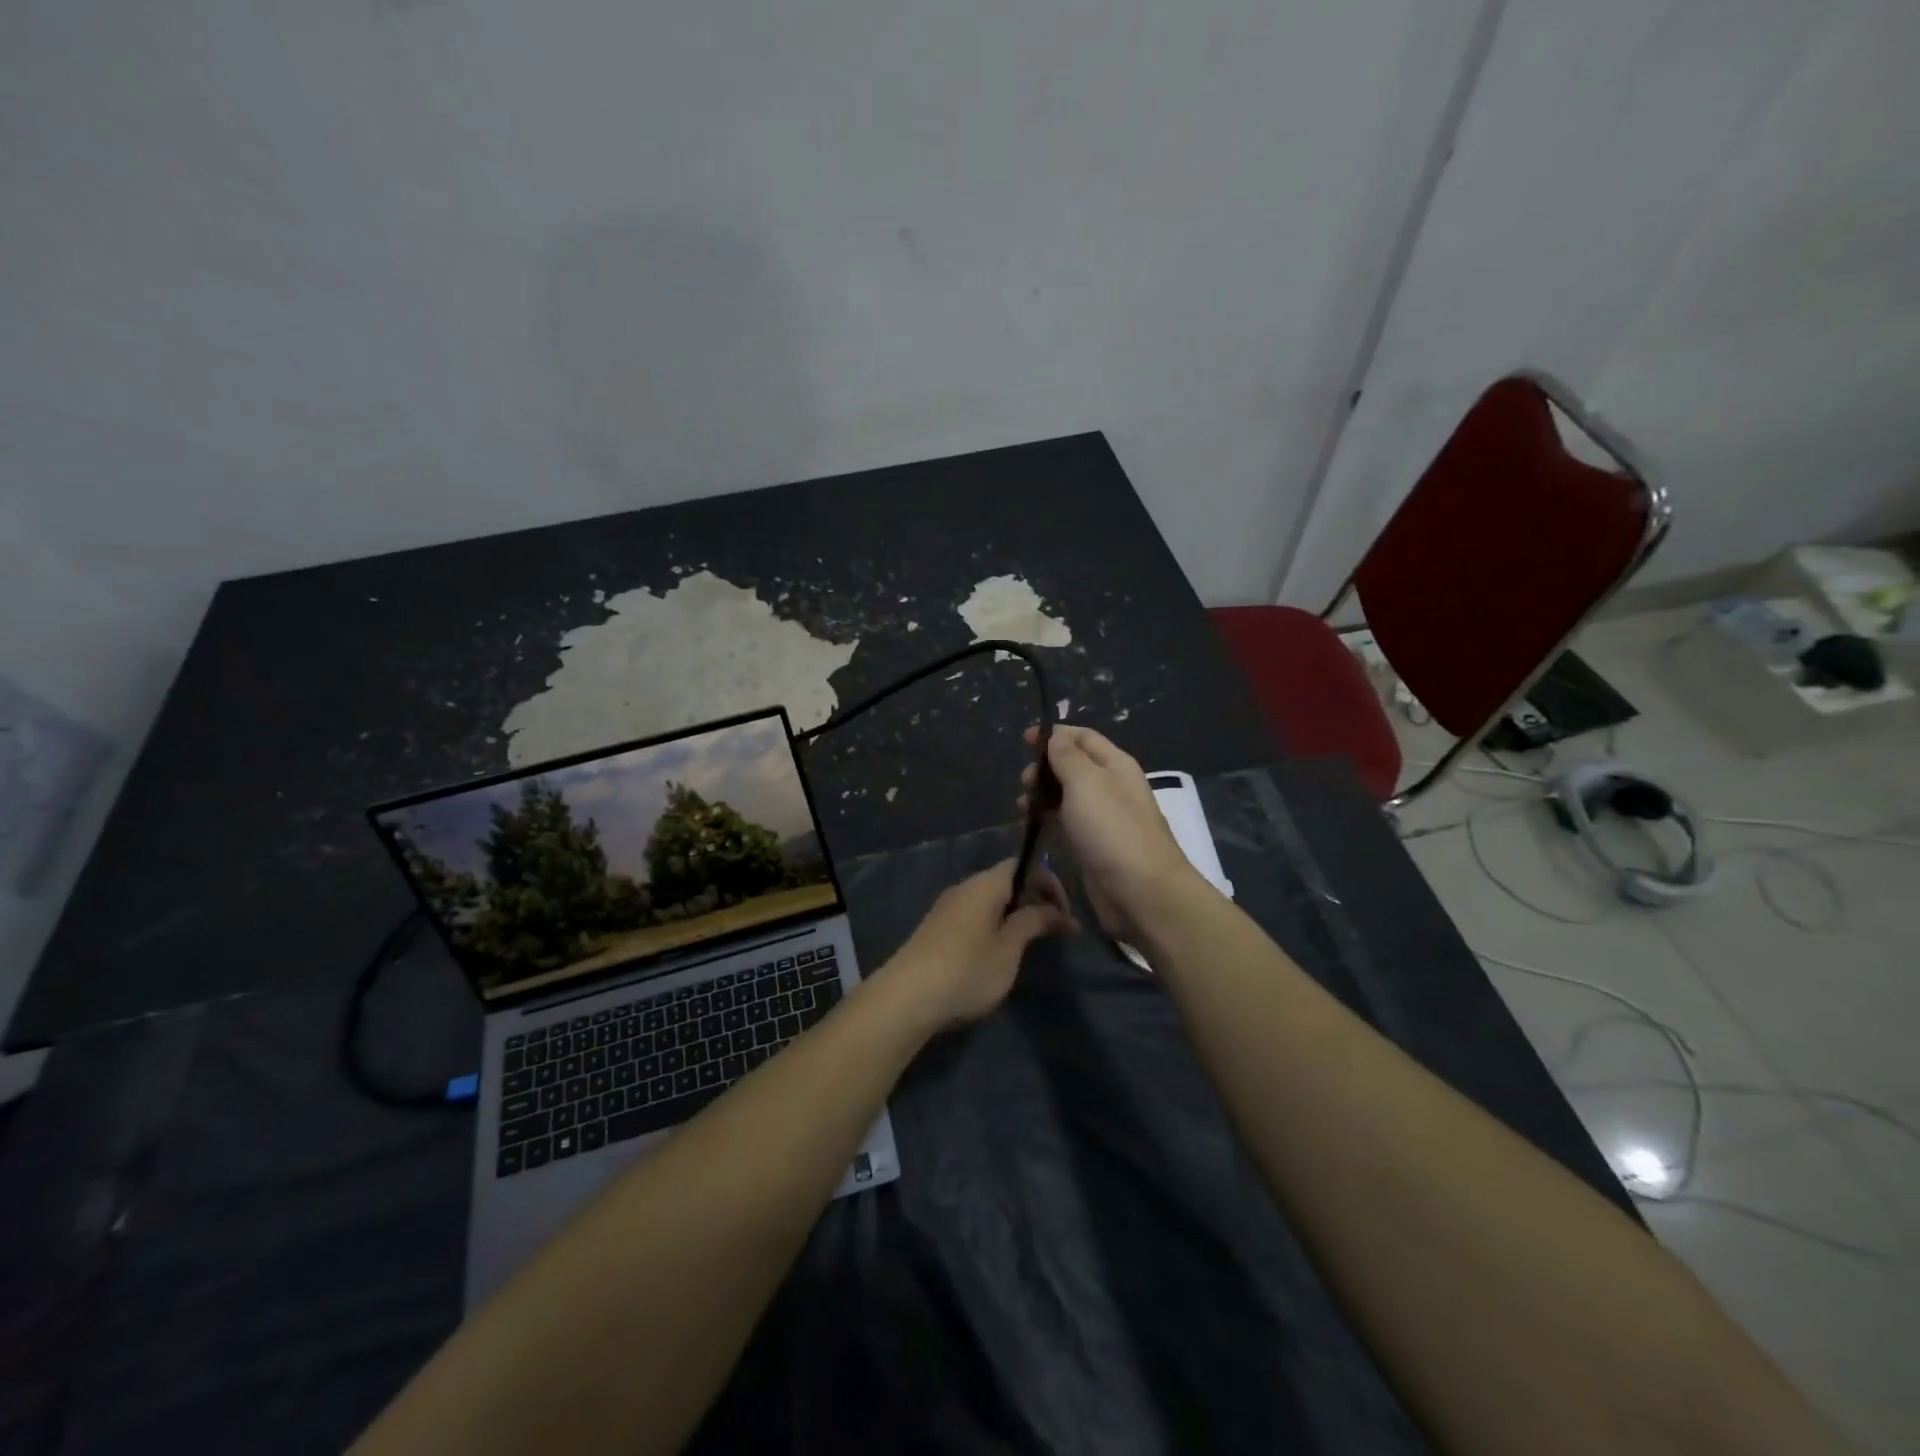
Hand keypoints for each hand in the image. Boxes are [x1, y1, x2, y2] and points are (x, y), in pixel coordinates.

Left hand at [878, 860, 1075, 1028]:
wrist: (906, 999)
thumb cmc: (966, 970)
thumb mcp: (1008, 949)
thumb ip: (1032, 923)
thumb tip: (1058, 911)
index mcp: (984, 885)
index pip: (1021, 865)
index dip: (1048, 882)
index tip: (1064, 914)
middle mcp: (963, 888)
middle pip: (1005, 881)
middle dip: (1032, 900)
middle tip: (1053, 930)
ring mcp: (946, 909)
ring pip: (988, 901)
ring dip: (1013, 915)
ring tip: (1029, 944)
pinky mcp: (936, 930)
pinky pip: (973, 916)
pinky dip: (994, 925)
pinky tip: (997, 954)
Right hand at [1017, 724, 1203, 940]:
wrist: (1140, 892)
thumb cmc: (1111, 829)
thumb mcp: (1086, 782)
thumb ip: (1067, 756)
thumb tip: (1056, 737)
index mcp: (1115, 765)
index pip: (1083, 737)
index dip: (1054, 735)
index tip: (1023, 740)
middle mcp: (1111, 787)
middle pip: (1073, 766)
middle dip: (1044, 768)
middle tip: (1024, 782)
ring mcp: (1102, 819)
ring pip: (1066, 796)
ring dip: (1042, 795)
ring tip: (1022, 806)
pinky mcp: (1092, 846)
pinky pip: (1066, 823)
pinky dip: (1048, 819)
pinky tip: (1031, 825)